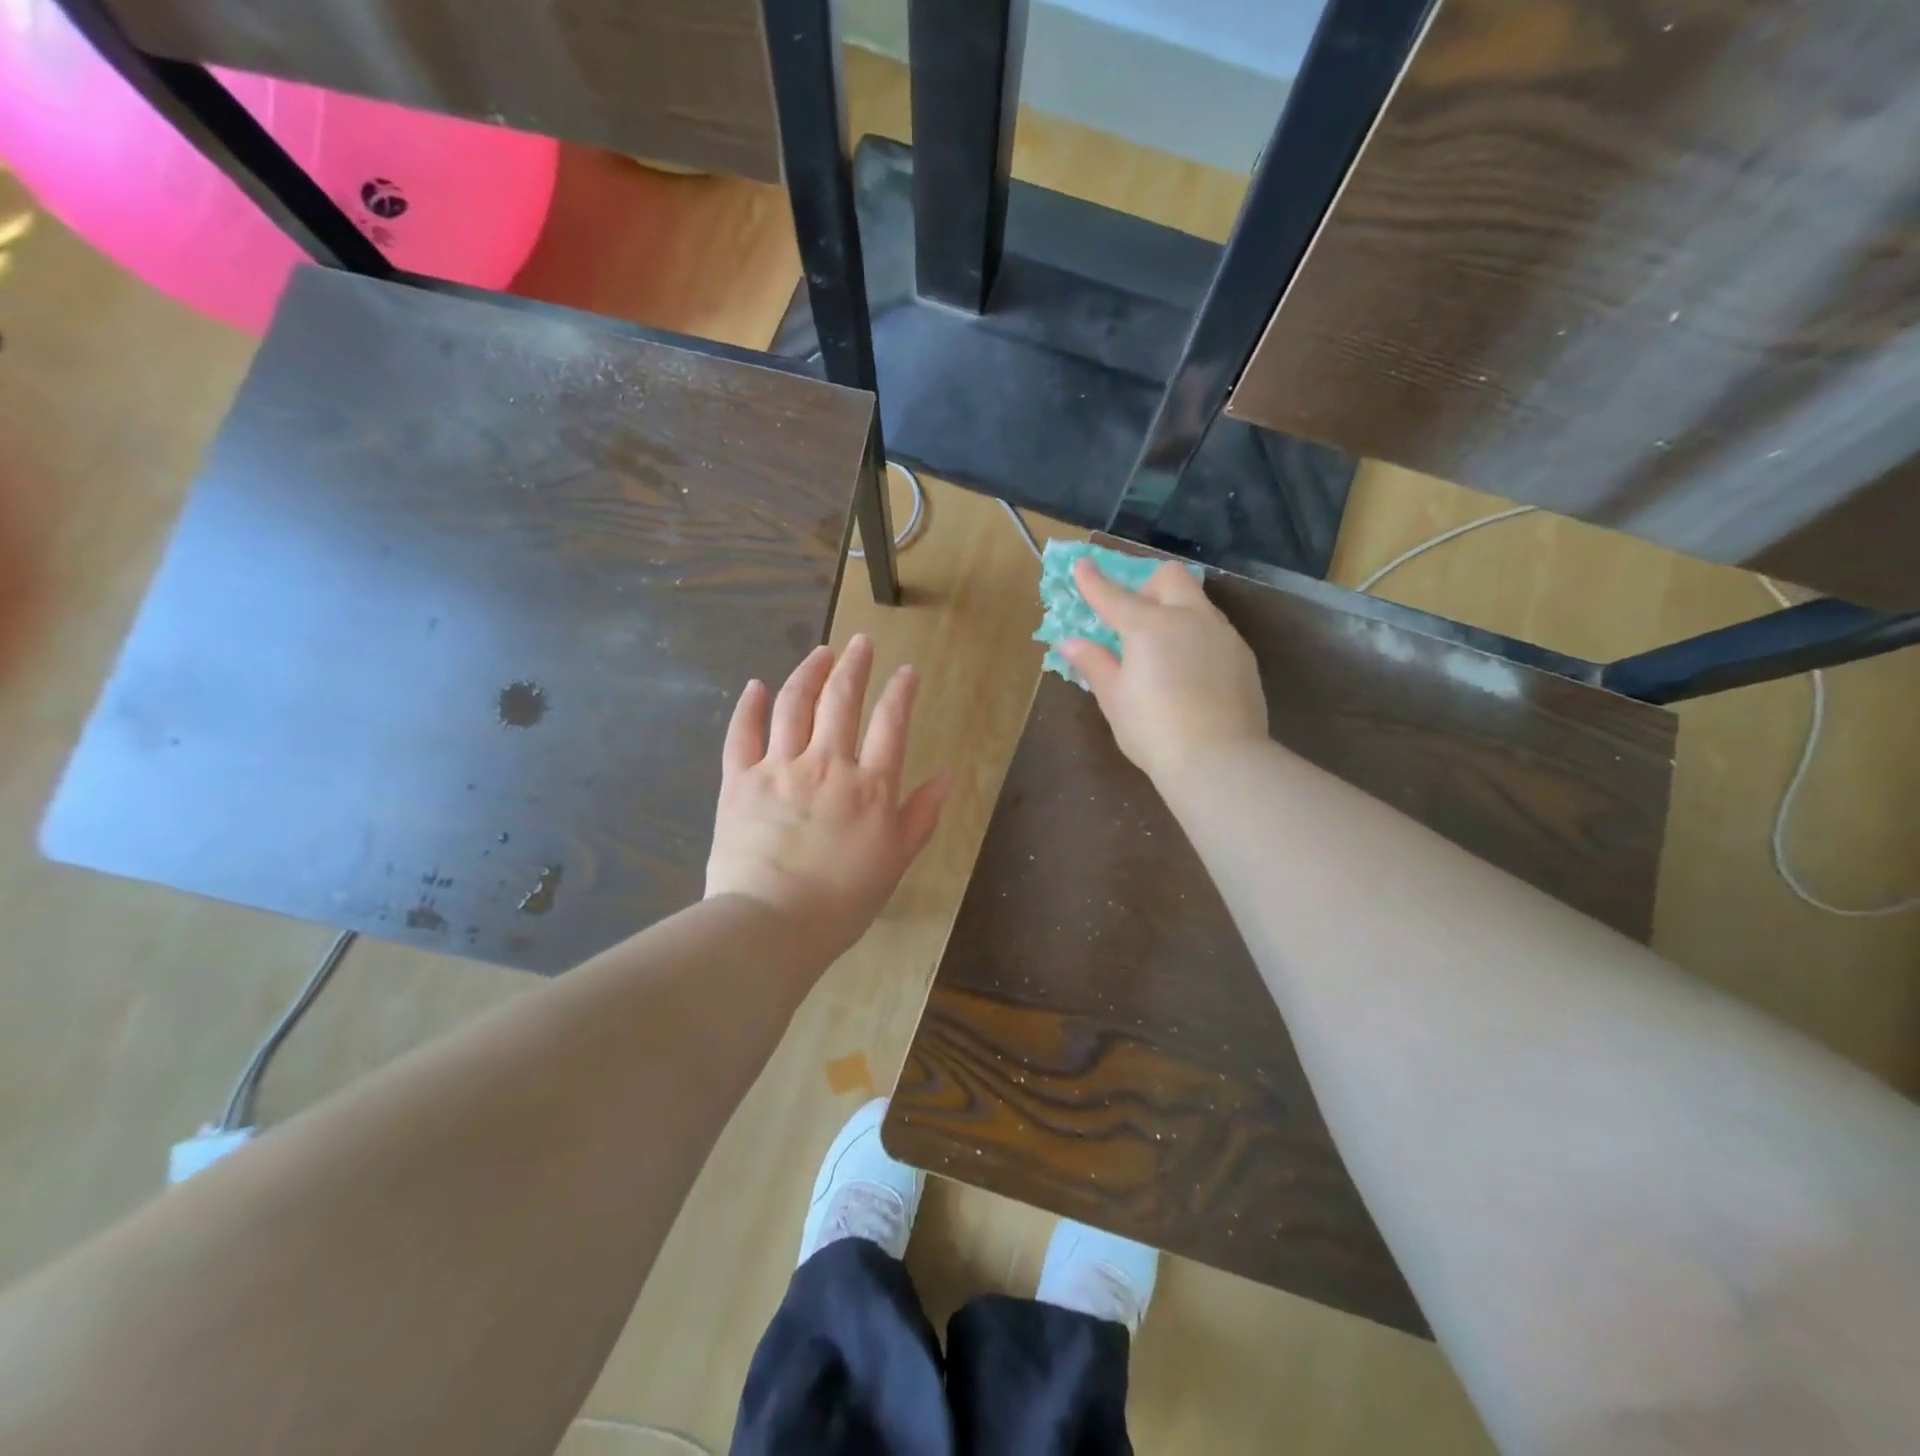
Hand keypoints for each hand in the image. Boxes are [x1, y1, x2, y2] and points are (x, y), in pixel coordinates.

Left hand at [706, 635, 948, 963]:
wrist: (771, 924)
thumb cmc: (842, 901)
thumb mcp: (895, 861)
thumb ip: (921, 816)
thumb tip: (946, 777)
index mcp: (870, 786)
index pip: (892, 723)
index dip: (901, 692)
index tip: (906, 671)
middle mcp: (827, 764)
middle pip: (842, 700)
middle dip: (855, 665)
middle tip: (861, 642)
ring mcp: (779, 768)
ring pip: (793, 704)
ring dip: (808, 672)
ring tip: (820, 652)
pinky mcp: (739, 780)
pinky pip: (742, 733)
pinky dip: (749, 705)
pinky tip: (757, 685)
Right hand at [1056, 557, 1268, 782]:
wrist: (1219, 759)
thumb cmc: (1153, 729)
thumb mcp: (1114, 699)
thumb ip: (1094, 663)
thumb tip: (1070, 643)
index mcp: (1148, 626)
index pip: (1113, 595)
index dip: (1093, 580)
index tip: (1082, 565)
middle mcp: (1189, 618)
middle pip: (1170, 578)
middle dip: (1148, 585)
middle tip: (1135, 617)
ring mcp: (1222, 634)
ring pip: (1197, 603)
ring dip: (1176, 611)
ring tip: (1163, 651)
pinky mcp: (1243, 656)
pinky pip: (1216, 631)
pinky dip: (1197, 638)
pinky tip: (1191, 674)